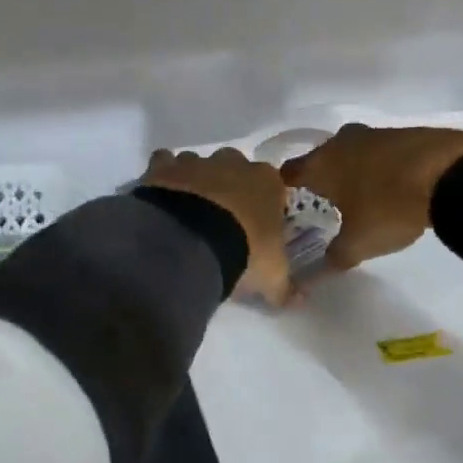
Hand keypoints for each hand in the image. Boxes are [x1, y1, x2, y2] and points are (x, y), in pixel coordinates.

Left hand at [141, 147, 292, 304]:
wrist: (190, 240)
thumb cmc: (244, 250)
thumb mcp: (271, 276)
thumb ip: (286, 287)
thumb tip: (300, 300)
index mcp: (268, 181)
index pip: (273, 188)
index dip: (264, 207)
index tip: (257, 228)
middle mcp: (235, 163)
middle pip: (236, 170)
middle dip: (230, 189)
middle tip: (222, 221)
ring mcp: (197, 161)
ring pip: (199, 166)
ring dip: (196, 183)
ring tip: (188, 215)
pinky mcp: (164, 166)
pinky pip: (164, 163)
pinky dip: (164, 177)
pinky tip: (162, 199)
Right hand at [281, 124, 462, 270]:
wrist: (451, 173)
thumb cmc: (390, 207)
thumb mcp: (359, 243)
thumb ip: (335, 256)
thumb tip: (319, 269)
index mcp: (321, 164)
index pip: (289, 172)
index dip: (284, 189)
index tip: (288, 205)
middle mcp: (342, 142)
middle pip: (322, 158)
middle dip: (323, 178)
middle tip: (328, 203)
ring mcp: (375, 133)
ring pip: (354, 152)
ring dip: (355, 170)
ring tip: (363, 195)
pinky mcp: (406, 132)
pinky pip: (383, 151)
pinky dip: (383, 166)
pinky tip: (395, 184)